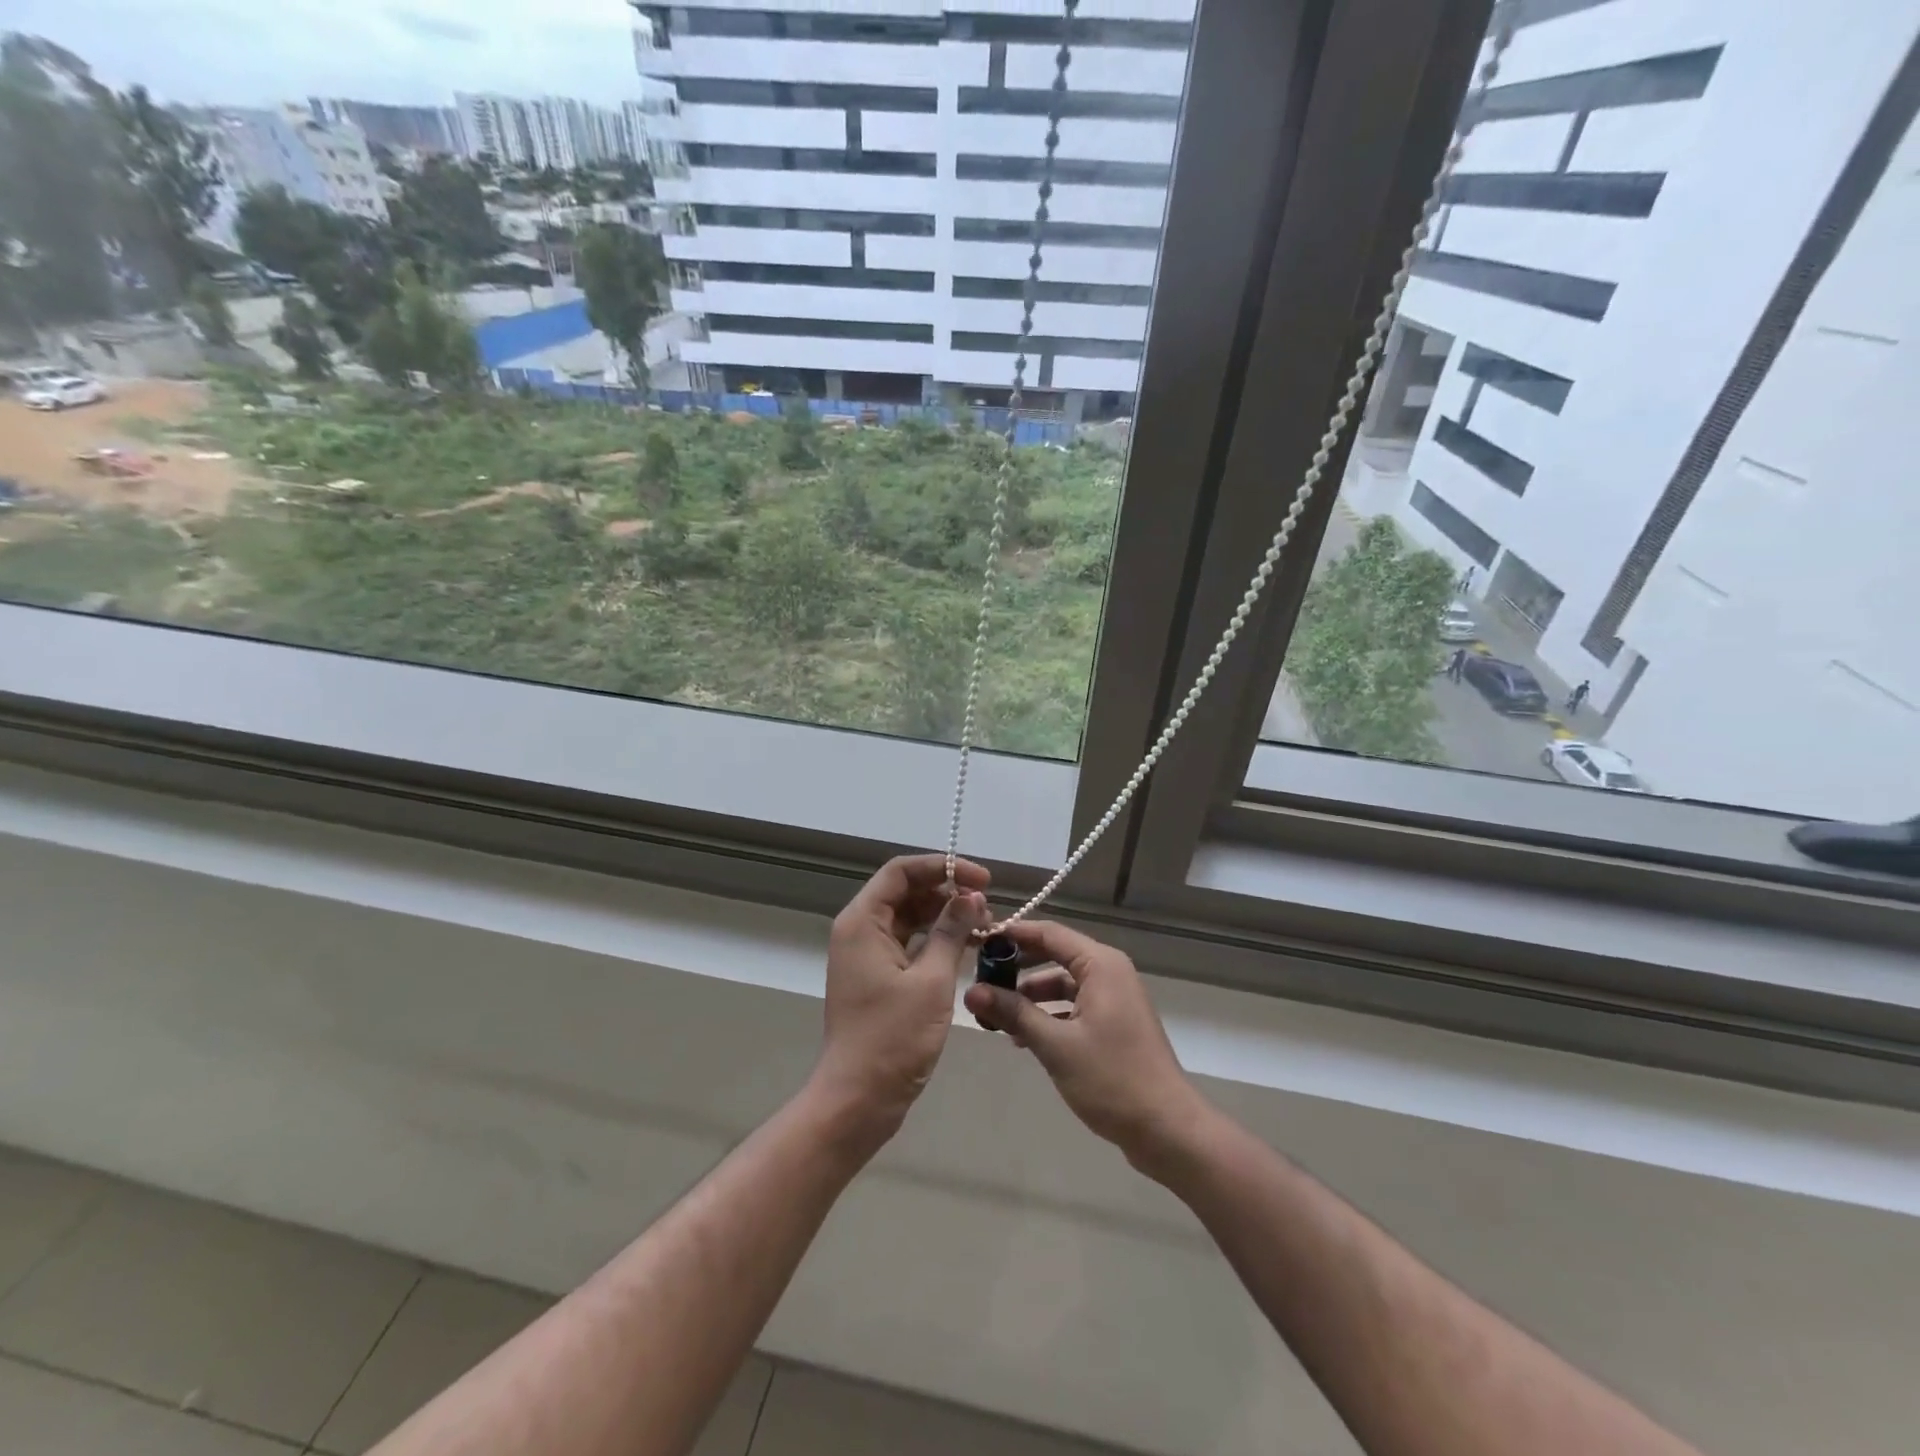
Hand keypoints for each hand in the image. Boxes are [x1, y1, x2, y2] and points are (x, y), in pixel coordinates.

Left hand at [811, 854, 990, 1151]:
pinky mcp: (878, 977)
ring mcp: (867, 955)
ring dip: (945, 916)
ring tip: (984, 925)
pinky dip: (937, 940)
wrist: (858, 1100)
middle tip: (988, 905)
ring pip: (910, 917)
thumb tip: (972, 896)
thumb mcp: (930, 982)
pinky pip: (909, 943)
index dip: (943, 868)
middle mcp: (860, 930)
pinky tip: (968, 948)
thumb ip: (952, 932)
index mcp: (862, 922)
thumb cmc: (892, 1038)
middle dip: (947, 891)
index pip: (902, 871)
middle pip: (905, 891)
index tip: (982, 879)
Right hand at [962, 920, 1209, 1174]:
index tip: (978, 940)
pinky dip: (1049, 1014)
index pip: (1049, 933)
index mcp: (1100, 965)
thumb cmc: (1112, 1079)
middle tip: (980, 977)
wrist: (1167, 1129)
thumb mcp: (1055, 1045)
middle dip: (1018, 966)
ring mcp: (1115, 998)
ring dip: (1031, 996)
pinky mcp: (1115, 1023)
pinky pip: (1075, 1005)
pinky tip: (1022, 1036)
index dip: (1013, 934)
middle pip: (1056, 954)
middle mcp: (1109, 972)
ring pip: (1063, 983)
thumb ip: (1013, 1013)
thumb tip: (972, 991)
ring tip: (995, 1013)